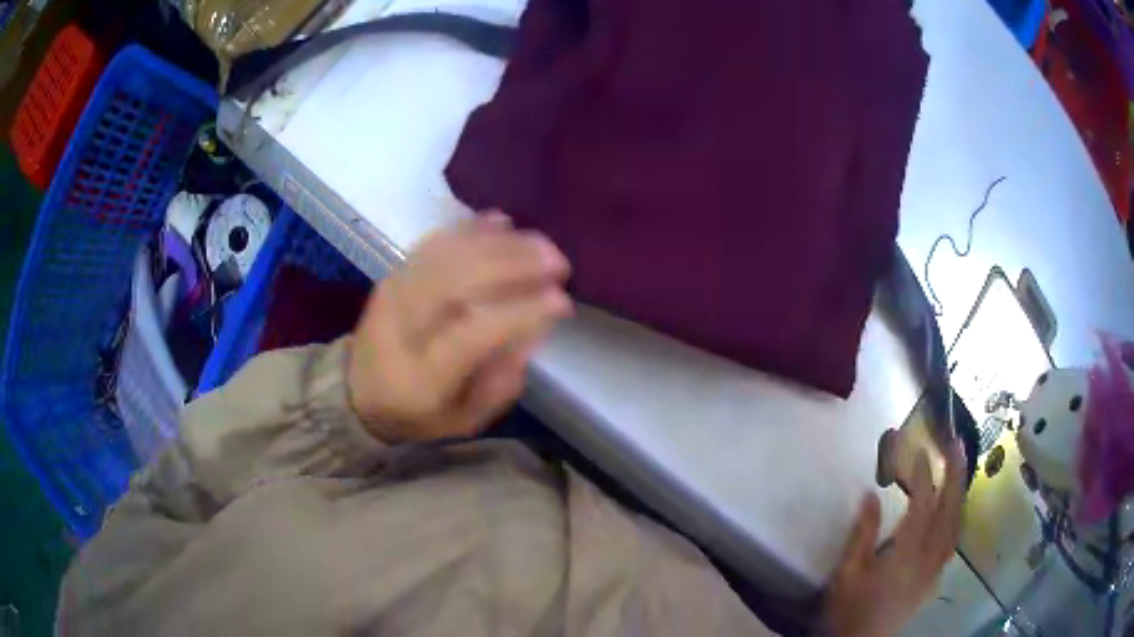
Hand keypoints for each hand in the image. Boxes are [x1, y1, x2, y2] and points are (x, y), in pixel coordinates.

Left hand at [347, 213, 571, 442]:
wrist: (358, 390)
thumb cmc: (417, 412)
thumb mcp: (463, 421)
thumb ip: (499, 385)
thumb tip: (532, 334)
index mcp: (422, 374)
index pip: (473, 332)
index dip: (519, 311)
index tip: (561, 301)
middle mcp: (403, 325)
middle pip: (458, 280)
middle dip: (514, 264)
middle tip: (558, 262)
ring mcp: (394, 292)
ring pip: (448, 254)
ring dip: (500, 243)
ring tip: (541, 243)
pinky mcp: (394, 273)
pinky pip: (433, 242)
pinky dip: (469, 229)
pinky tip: (502, 222)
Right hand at [820, 441, 966, 636]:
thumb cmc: (849, 609)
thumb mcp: (846, 573)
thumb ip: (862, 534)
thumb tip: (871, 494)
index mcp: (906, 554)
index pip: (923, 505)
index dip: (924, 475)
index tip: (920, 450)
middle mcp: (929, 558)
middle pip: (951, 510)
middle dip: (956, 474)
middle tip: (956, 444)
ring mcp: (936, 569)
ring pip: (958, 524)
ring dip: (961, 492)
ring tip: (960, 467)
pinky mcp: (935, 579)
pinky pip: (954, 540)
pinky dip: (958, 516)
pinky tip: (954, 508)